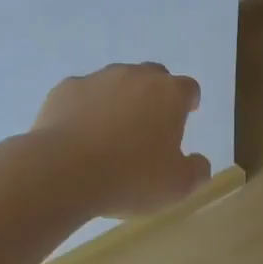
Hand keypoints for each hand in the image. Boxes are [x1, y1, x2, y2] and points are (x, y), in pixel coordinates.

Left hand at [31, 63, 210, 218]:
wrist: (62, 172)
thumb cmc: (130, 178)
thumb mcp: (177, 187)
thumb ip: (196, 171)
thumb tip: (200, 162)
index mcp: (169, 94)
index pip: (188, 88)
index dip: (189, 102)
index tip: (186, 115)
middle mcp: (135, 76)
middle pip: (153, 76)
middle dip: (155, 95)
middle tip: (150, 124)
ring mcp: (98, 79)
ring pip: (116, 81)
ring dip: (120, 99)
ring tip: (112, 131)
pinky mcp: (65, 89)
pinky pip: (83, 94)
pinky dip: (86, 108)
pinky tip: (80, 134)